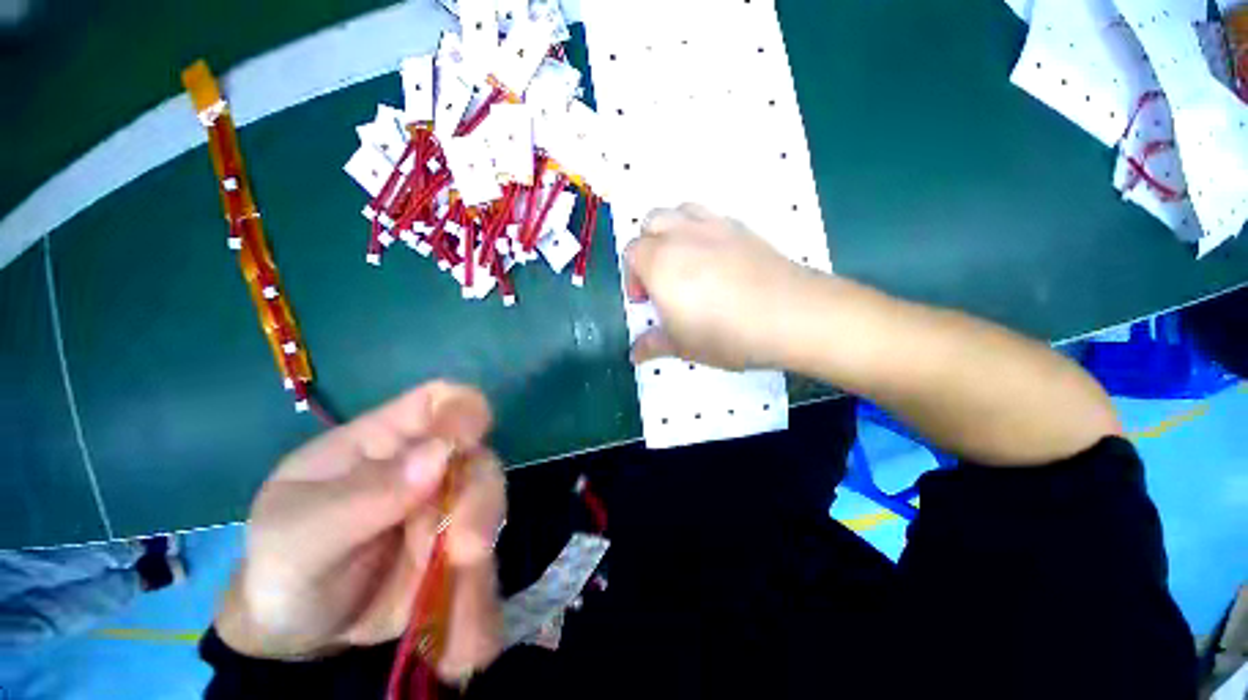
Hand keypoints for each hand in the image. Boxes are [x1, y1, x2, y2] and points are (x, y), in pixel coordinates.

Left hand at [215, 381, 506, 680]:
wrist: (294, 631)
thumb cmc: (282, 563)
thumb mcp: (299, 533)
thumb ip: (362, 496)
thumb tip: (439, 455)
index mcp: (386, 441)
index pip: (441, 400)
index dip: (464, 410)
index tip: (467, 441)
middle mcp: (429, 467)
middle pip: (478, 460)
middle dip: (480, 503)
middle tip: (467, 554)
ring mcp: (447, 510)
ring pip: (489, 515)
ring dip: (480, 567)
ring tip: (457, 630)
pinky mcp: (458, 554)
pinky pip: (483, 570)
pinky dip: (478, 606)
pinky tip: (464, 650)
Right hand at [625, 203, 815, 368]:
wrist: (790, 315)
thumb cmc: (725, 333)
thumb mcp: (682, 346)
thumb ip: (653, 345)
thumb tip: (635, 354)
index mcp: (659, 262)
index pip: (631, 253)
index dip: (632, 277)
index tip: (645, 301)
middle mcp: (682, 235)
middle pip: (651, 223)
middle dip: (647, 248)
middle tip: (661, 279)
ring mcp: (714, 226)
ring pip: (680, 210)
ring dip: (672, 231)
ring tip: (684, 261)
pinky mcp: (741, 227)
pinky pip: (710, 216)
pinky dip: (701, 230)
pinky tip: (715, 260)